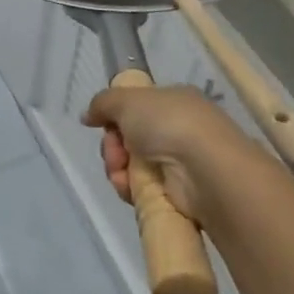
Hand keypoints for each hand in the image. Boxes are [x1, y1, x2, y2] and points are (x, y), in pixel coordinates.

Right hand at [82, 83, 262, 233]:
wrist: (205, 170)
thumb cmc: (168, 124)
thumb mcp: (128, 99)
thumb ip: (102, 103)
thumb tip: (88, 116)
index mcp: (173, 102)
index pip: (136, 109)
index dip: (116, 118)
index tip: (107, 126)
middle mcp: (178, 130)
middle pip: (129, 139)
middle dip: (113, 147)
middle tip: (115, 153)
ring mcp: (179, 163)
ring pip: (132, 166)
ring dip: (118, 169)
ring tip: (121, 174)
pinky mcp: (178, 194)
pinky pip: (142, 190)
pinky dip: (130, 189)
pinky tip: (129, 189)